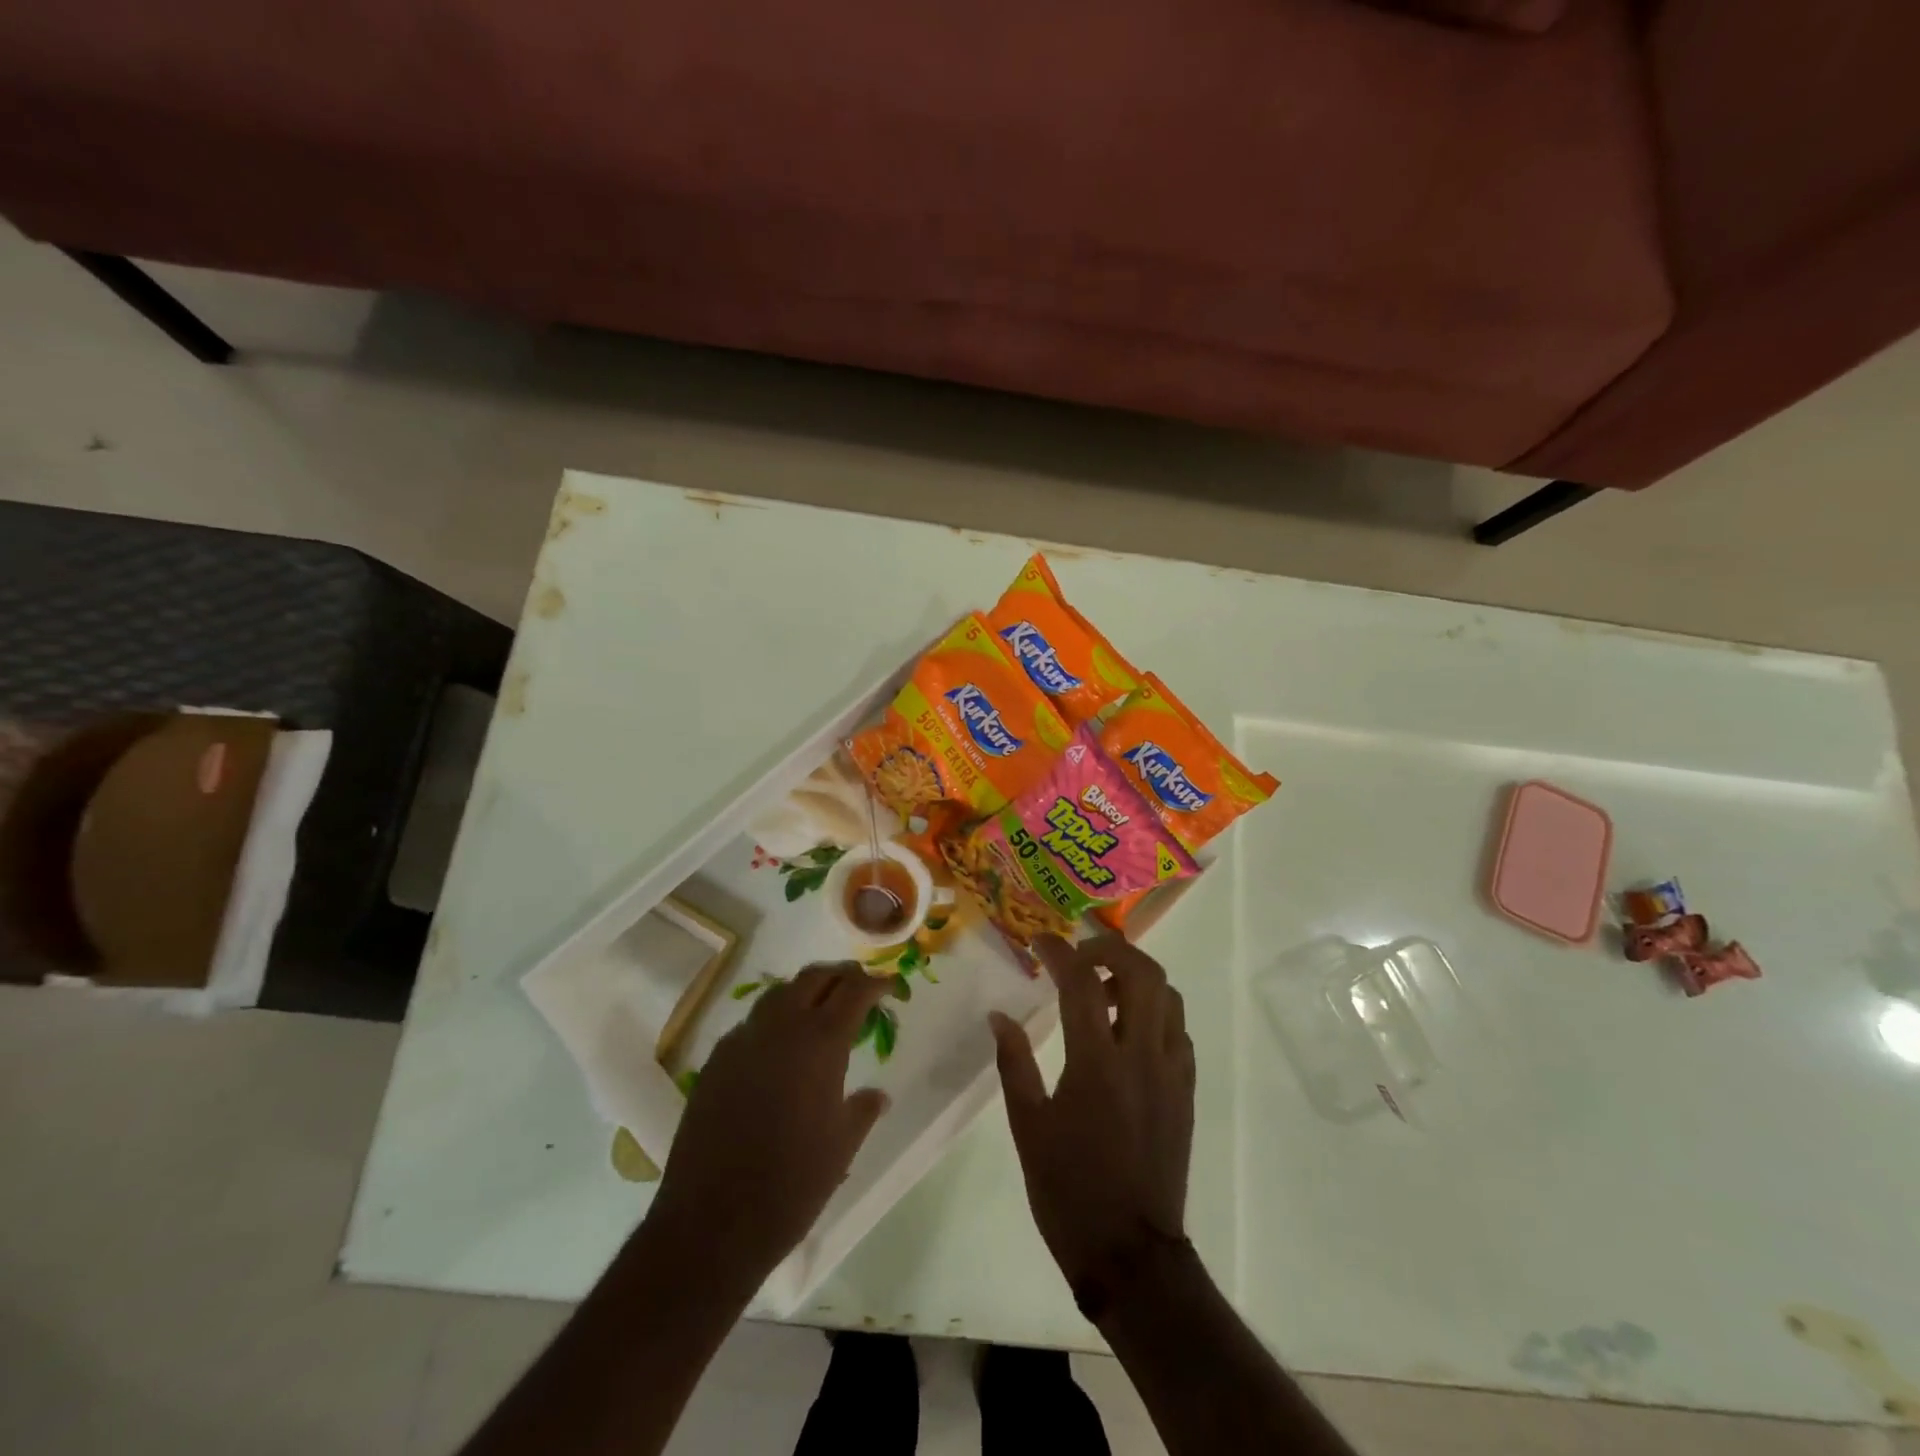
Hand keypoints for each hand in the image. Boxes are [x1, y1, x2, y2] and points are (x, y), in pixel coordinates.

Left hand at [649, 962, 891, 1290]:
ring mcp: (742, 1041)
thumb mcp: (841, 1147)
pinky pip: (751, 1024)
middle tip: (858, 988)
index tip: (890, 986)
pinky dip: (774, 1021)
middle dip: (840, 976)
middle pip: (814, 977)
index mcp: (820, 1042)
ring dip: (805, 992)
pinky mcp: (715, 1062)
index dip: (876, 983)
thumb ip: (862, 1110)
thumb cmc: (791, 1185)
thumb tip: (878, 1095)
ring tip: (820, 1011)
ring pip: (778, 994)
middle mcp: (780, 1028)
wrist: (711, 1224)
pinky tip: (779, 1050)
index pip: (854, 990)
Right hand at [990, 933, 1194, 1299]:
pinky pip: (1178, 1030)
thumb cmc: (1069, 1191)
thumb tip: (998, 1017)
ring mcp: (1171, 1073)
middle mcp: (1142, 1057)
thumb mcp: (1028, 1127)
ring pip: (1168, 996)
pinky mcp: (1185, 1092)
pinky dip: (1155, 1011)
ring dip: (1136, 978)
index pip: (1082, 983)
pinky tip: (1128, 1031)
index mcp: (1097, 1064)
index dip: (1060, 952)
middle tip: (1080, 957)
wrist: (1131, 1255)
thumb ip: (1014, 1063)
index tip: (1040, 941)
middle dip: (1111, 949)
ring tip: (1103, 992)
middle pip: (1143, 973)